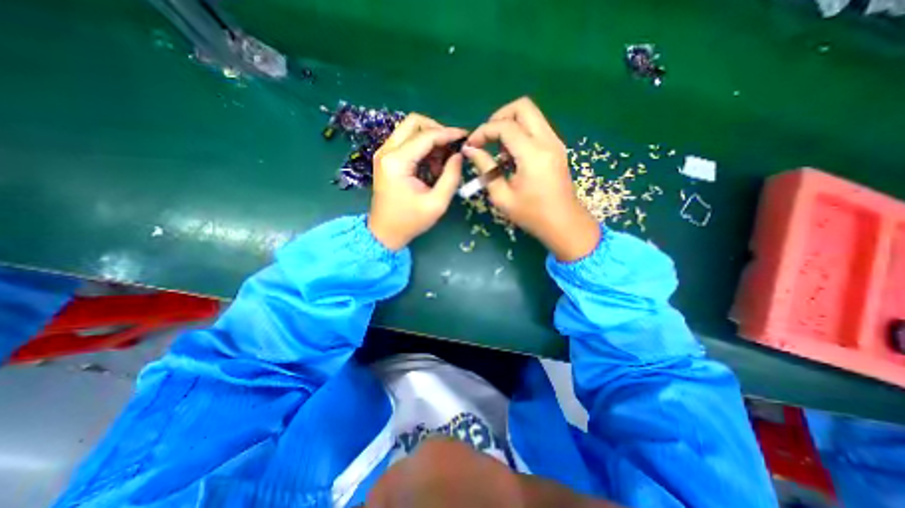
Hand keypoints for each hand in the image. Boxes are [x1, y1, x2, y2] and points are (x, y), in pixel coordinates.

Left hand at [367, 112, 466, 249]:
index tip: (465, 136)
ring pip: (410, 130)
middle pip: (414, 122)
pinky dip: (422, 147)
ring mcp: (384, 153)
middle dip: (437, 130)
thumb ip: (451, 177)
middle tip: (452, 147)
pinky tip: (432, 166)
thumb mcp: (437, 203)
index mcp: (397, 162)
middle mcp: (387, 151)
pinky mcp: (386, 158)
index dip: (448, 133)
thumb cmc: (410, 221)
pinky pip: (406, 141)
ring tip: (442, 163)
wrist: (385, 232)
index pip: (426, 136)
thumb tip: (459, 155)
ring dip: (430, 140)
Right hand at [466, 98, 599, 258]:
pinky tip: (512, 155)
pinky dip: (520, 132)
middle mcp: (547, 141)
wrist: (564, 223)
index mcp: (533, 154)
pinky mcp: (557, 147)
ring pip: (531, 115)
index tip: (471, 145)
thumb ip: (485, 169)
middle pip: (522, 106)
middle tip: (486, 137)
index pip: (504, 126)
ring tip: (499, 150)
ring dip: (510, 124)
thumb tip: (470, 151)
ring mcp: (555, 142)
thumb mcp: (502, 196)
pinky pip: (536, 127)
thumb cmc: (532, 215)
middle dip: (499, 117)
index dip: (483, 131)